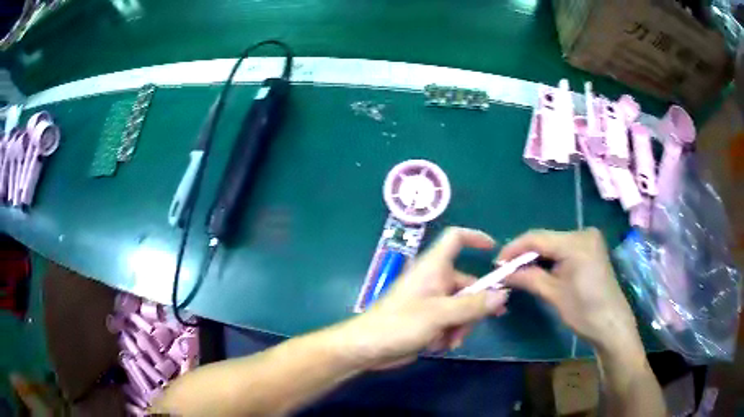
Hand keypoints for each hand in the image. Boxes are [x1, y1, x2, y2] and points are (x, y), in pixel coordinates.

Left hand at [337, 227, 508, 369]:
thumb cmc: (400, 324)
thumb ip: (473, 305)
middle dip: (475, 305)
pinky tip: (440, 346)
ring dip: (462, 325)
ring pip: (461, 307)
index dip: (474, 238)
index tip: (494, 251)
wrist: (368, 348)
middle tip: (486, 320)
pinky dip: (450, 333)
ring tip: (451, 341)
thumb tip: (503, 294)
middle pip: (467, 283)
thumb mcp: (440, 314)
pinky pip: (450, 322)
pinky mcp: (428, 320)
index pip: (455, 239)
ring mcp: (431, 301)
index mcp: (433, 267)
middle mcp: (434, 280)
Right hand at [498, 228, 638, 350]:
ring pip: (553, 244)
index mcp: (576, 242)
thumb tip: (503, 273)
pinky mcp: (591, 249)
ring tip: (519, 273)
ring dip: (536, 258)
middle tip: (506, 271)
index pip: (536, 238)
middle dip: (524, 254)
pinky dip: (550, 259)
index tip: (497, 264)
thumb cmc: (584, 311)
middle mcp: (583, 233)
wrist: (612, 324)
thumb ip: (527, 278)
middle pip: (545, 239)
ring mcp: (589, 240)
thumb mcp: (553, 294)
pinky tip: (540, 271)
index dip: (514, 249)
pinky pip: (564, 249)